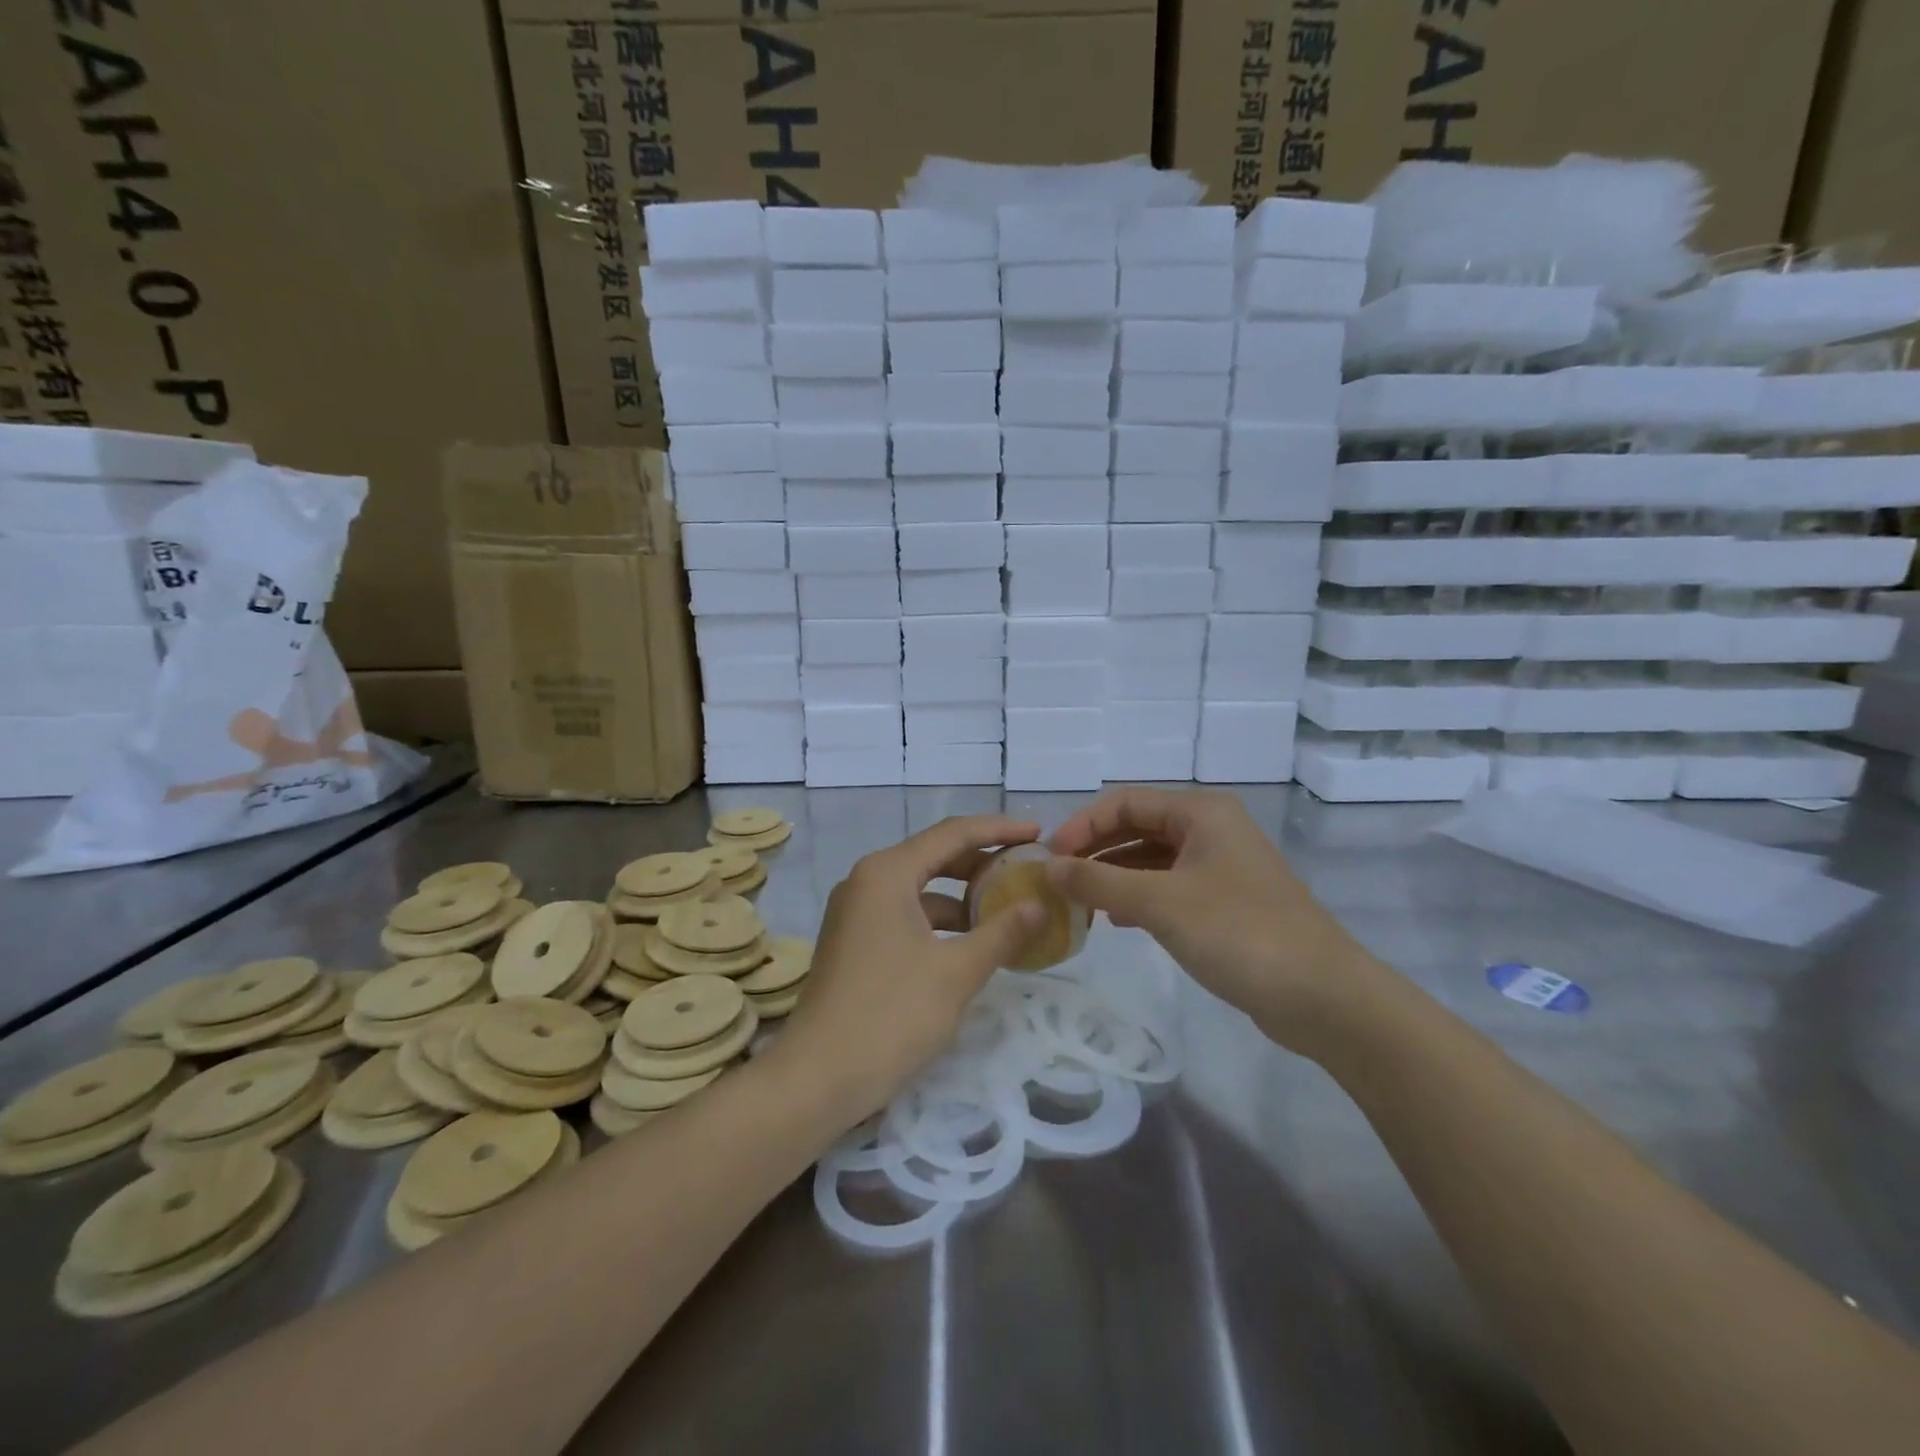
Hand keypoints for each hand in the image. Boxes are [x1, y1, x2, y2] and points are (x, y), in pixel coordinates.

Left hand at [767, 814, 1045, 1123]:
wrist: (818, 1077)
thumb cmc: (891, 1014)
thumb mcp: (956, 972)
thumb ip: (1002, 932)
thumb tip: (1040, 905)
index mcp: (887, 872)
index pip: (953, 834)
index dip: (999, 830)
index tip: (1038, 832)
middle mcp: (867, 880)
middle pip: (935, 855)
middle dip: (983, 861)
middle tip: (1027, 868)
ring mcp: (856, 911)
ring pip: (920, 887)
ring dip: (963, 895)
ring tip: (1008, 909)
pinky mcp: (855, 940)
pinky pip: (906, 914)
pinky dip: (940, 921)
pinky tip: (970, 943)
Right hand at [1046, 787, 1382, 1052]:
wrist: (1322, 997)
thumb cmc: (1239, 933)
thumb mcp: (1160, 903)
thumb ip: (1098, 882)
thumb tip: (1047, 868)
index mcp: (1201, 812)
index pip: (1125, 802)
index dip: (1083, 825)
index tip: (1050, 858)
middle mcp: (1211, 829)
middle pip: (1138, 826)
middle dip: (1096, 849)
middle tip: (1058, 880)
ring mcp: (1221, 866)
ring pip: (1152, 859)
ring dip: (1113, 875)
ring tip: (1079, 901)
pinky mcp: (1226, 902)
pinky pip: (1169, 886)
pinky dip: (1138, 897)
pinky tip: (1116, 920)